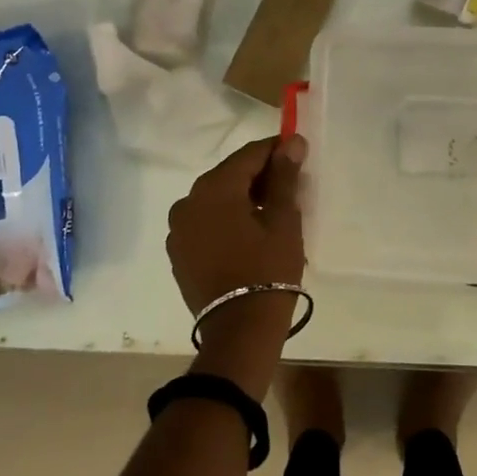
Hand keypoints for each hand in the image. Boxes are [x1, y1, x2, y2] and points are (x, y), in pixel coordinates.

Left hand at [165, 134, 307, 399]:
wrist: (238, 333)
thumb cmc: (268, 271)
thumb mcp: (283, 221)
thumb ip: (284, 177)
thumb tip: (291, 142)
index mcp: (214, 188)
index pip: (249, 155)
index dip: (276, 151)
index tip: (298, 155)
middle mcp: (188, 201)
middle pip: (229, 175)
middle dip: (259, 176)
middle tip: (290, 188)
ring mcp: (178, 229)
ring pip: (216, 199)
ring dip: (242, 199)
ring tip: (271, 215)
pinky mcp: (178, 253)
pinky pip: (205, 223)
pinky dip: (225, 220)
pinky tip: (248, 236)